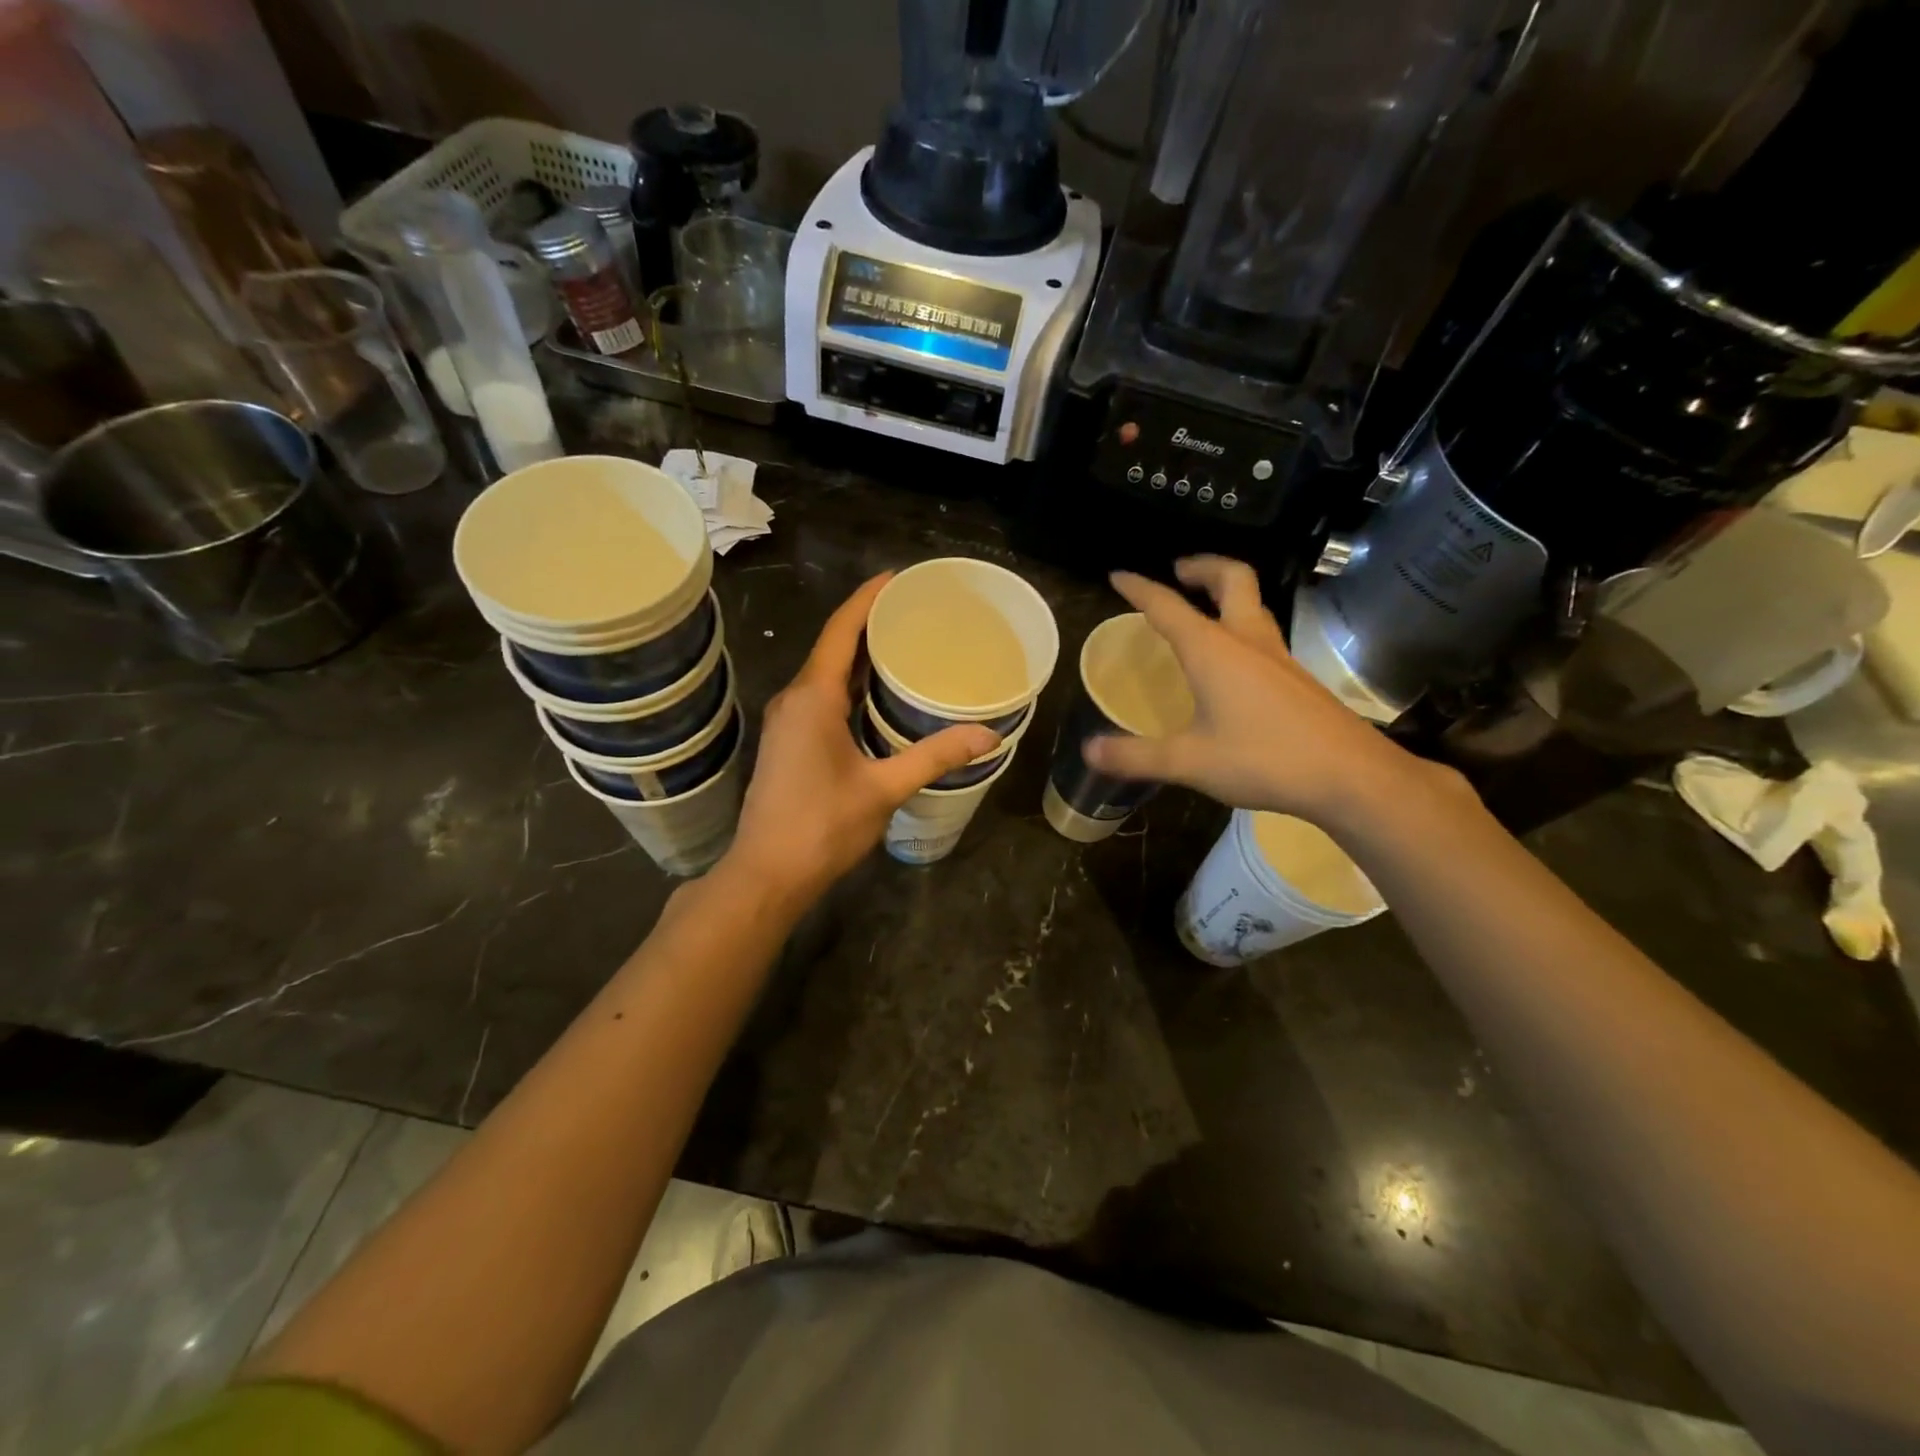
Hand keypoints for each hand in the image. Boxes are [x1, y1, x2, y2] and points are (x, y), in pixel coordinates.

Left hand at [720, 574, 999, 902]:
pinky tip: (880, 693)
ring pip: (827, 673)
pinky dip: (852, 684)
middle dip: (871, 623)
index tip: (899, 578)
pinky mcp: (790, 741)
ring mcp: (789, 721)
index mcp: (812, 698)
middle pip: (833, 646)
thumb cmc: (822, 827)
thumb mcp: (884, 789)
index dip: (868, 598)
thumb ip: (934, 757)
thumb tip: (987, 735)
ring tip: (906, 643)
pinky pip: (823, 696)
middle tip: (917, 611)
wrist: (767, 873)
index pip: (840, 630)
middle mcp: (795, 699)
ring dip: (861, 655)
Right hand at [1084, 557, 1447, 830]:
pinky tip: (1232, 662)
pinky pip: (1262, 634)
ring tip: (1202, 609)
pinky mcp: (1297, 678)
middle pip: (1231, 579)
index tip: (1118, 575)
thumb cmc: (1264, 759)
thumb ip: (1137, 756)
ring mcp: (1278, 656)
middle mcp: (1247, 641)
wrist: (1349, 775)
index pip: (1167, 606)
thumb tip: (1088, 751)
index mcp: (1213, 650)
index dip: (1139, 589)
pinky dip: (1240, 626)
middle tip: (1179, 572)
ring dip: (1225, 593)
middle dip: (1202, 567)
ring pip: (1252, 604)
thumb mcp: (1190, 761)